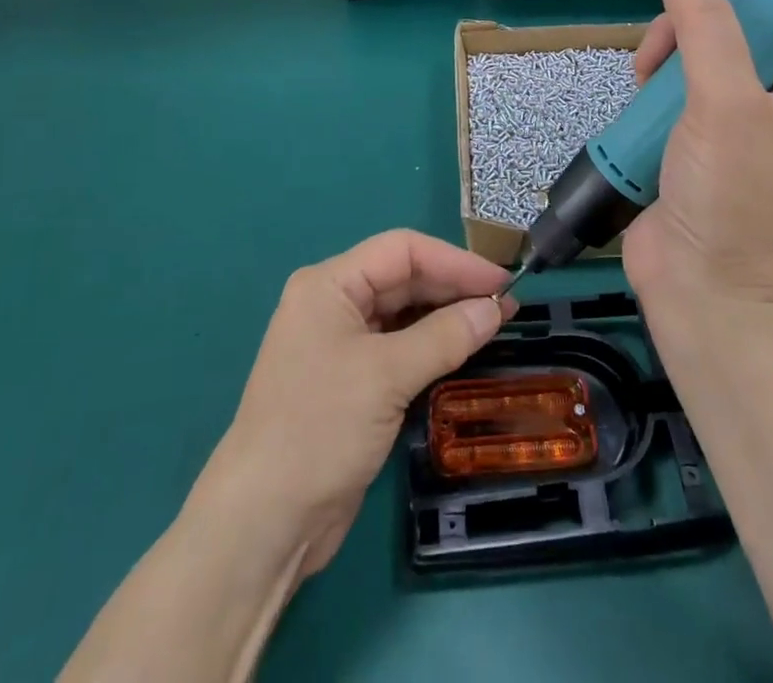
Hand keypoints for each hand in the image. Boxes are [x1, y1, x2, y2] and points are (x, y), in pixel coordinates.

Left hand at [193, 231, 513, 578]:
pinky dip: (432, 346)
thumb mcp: (386, 376)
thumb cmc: (319, 428)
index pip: (401, 251)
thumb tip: (495, 309)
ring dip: (446, 317)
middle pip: (403, 278)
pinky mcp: (353, 381)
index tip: (501, 281)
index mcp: (329, 284)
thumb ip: (444, 337)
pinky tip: (464, 350)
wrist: (265, 522)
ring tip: (494, 324)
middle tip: (506, 305)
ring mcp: (342, 343)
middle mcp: (334, 304)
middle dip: (453, 288)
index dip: (454, 261)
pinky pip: (400, 347)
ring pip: (404, 314)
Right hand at [622, 0, 772, 307]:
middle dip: (687, 31)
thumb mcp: (724, 100)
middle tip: (658, 53)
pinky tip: (633, 99)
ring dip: (662, 61)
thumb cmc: (733, 193)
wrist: (702, 290)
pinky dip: (648, 92)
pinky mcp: (688, 145)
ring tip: (640, 79)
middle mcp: (771, 105)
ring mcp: (727, 127)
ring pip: (691, 63)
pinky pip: (668, 96)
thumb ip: (704, 26)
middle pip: (727, 35)